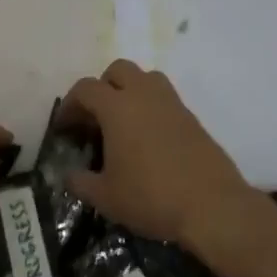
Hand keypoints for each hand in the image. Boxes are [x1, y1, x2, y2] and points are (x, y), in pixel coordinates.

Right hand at [58, 60, 265, 255]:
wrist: (212, 206)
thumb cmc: (151, 197)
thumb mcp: (105, 197)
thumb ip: (80, 182)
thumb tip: (69, 175)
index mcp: (118, 107)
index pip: (85, 88)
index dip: (69, 105)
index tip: (64, 128)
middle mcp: (145, 95)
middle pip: (118, 70)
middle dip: (102, 88)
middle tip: (94, 119)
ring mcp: (172, 104)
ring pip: (146, 79)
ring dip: (129, 92)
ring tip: (122, 124)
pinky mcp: (192, 118)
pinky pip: (164, 99)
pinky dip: (150, 108)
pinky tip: (148, 140)